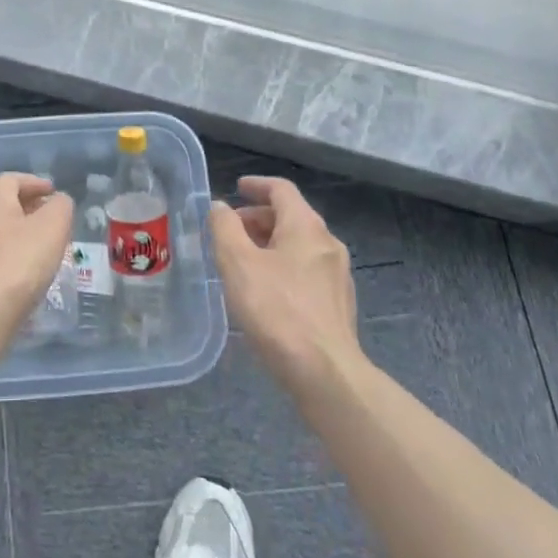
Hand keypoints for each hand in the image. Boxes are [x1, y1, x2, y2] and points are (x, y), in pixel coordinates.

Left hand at [0, 172, 73, 325]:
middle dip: (29, 212)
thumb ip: (60, 207)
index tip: (52, 192)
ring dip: (21, 239)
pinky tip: (27, 279)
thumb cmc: (20, 262)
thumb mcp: (53, 226)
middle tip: (53, 224)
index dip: (33, 182)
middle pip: (3, 209)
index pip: (9, 180)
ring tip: (44, 254)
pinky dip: (13, 262)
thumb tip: (58, 201)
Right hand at [209, 177, 359, 393]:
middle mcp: (327, 243)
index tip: (236, 187)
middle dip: (258, 218)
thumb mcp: (238, 264)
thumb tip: (219, 207)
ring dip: (269, 243)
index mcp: (306, 226)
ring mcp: (337, 274)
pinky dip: (282, 265)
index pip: (281, 190)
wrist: (325, 372)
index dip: (256, 185)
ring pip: (299, 245)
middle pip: (291, 216)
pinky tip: (265, 290)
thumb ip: (224, 228)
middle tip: (229, 231)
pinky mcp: (338, 303)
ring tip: (241, 261)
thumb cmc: (277, 310)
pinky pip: (306, 269)